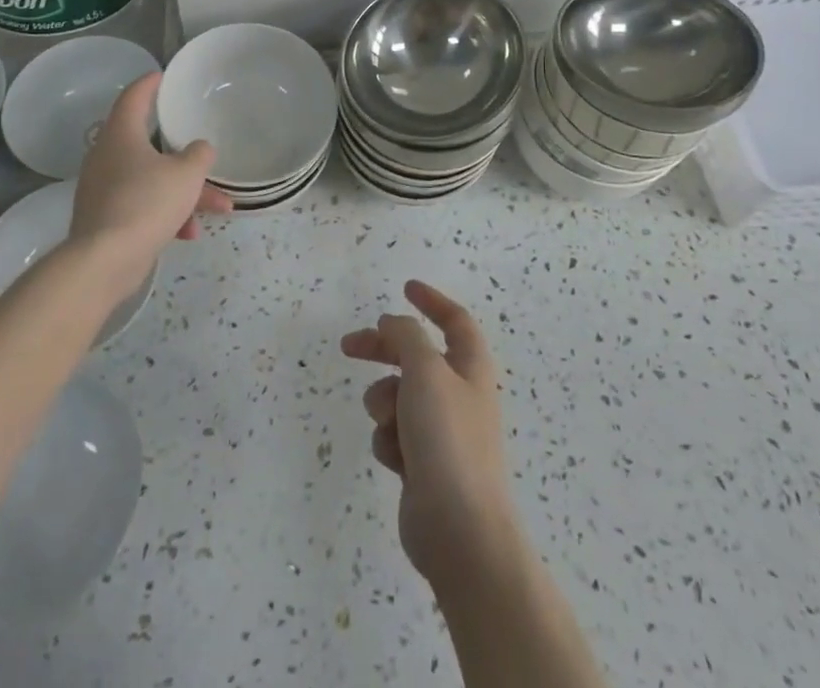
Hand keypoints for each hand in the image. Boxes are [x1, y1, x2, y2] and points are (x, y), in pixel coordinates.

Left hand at [68, 73, 230, 294]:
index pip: (133, 96)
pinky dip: (166, 214)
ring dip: (183, 191)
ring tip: (218, 208)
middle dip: (183, 155)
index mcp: (121, 134)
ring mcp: (102, 188)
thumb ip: (199, 155)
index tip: (163, 76)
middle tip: (201, 149)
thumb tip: (199, 149)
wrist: (105, 261)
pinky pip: (141, 206)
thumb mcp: (186, 174)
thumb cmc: (146, 202)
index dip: (149, 84)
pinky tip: (189, 233)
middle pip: (148, 144)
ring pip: (150, 179)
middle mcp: (106, 156)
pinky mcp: (104, 218)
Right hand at [342, 281, 518, 587]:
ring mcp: (440, 431)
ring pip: (397, 397)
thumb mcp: (425, 371)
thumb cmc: (447, 439)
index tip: (405, 288)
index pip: (455, 321)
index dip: (432, 301)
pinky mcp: (422, 464)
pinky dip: (388, 440)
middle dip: (382, 350)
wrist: (459, 530)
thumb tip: (393, 323)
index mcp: (470, 367)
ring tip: (389, 422)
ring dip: (384, 403)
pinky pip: (393, 435)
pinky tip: (396, 460)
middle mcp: (457, 394)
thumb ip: (407, 337)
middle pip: (415, 356)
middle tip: (349, 346)